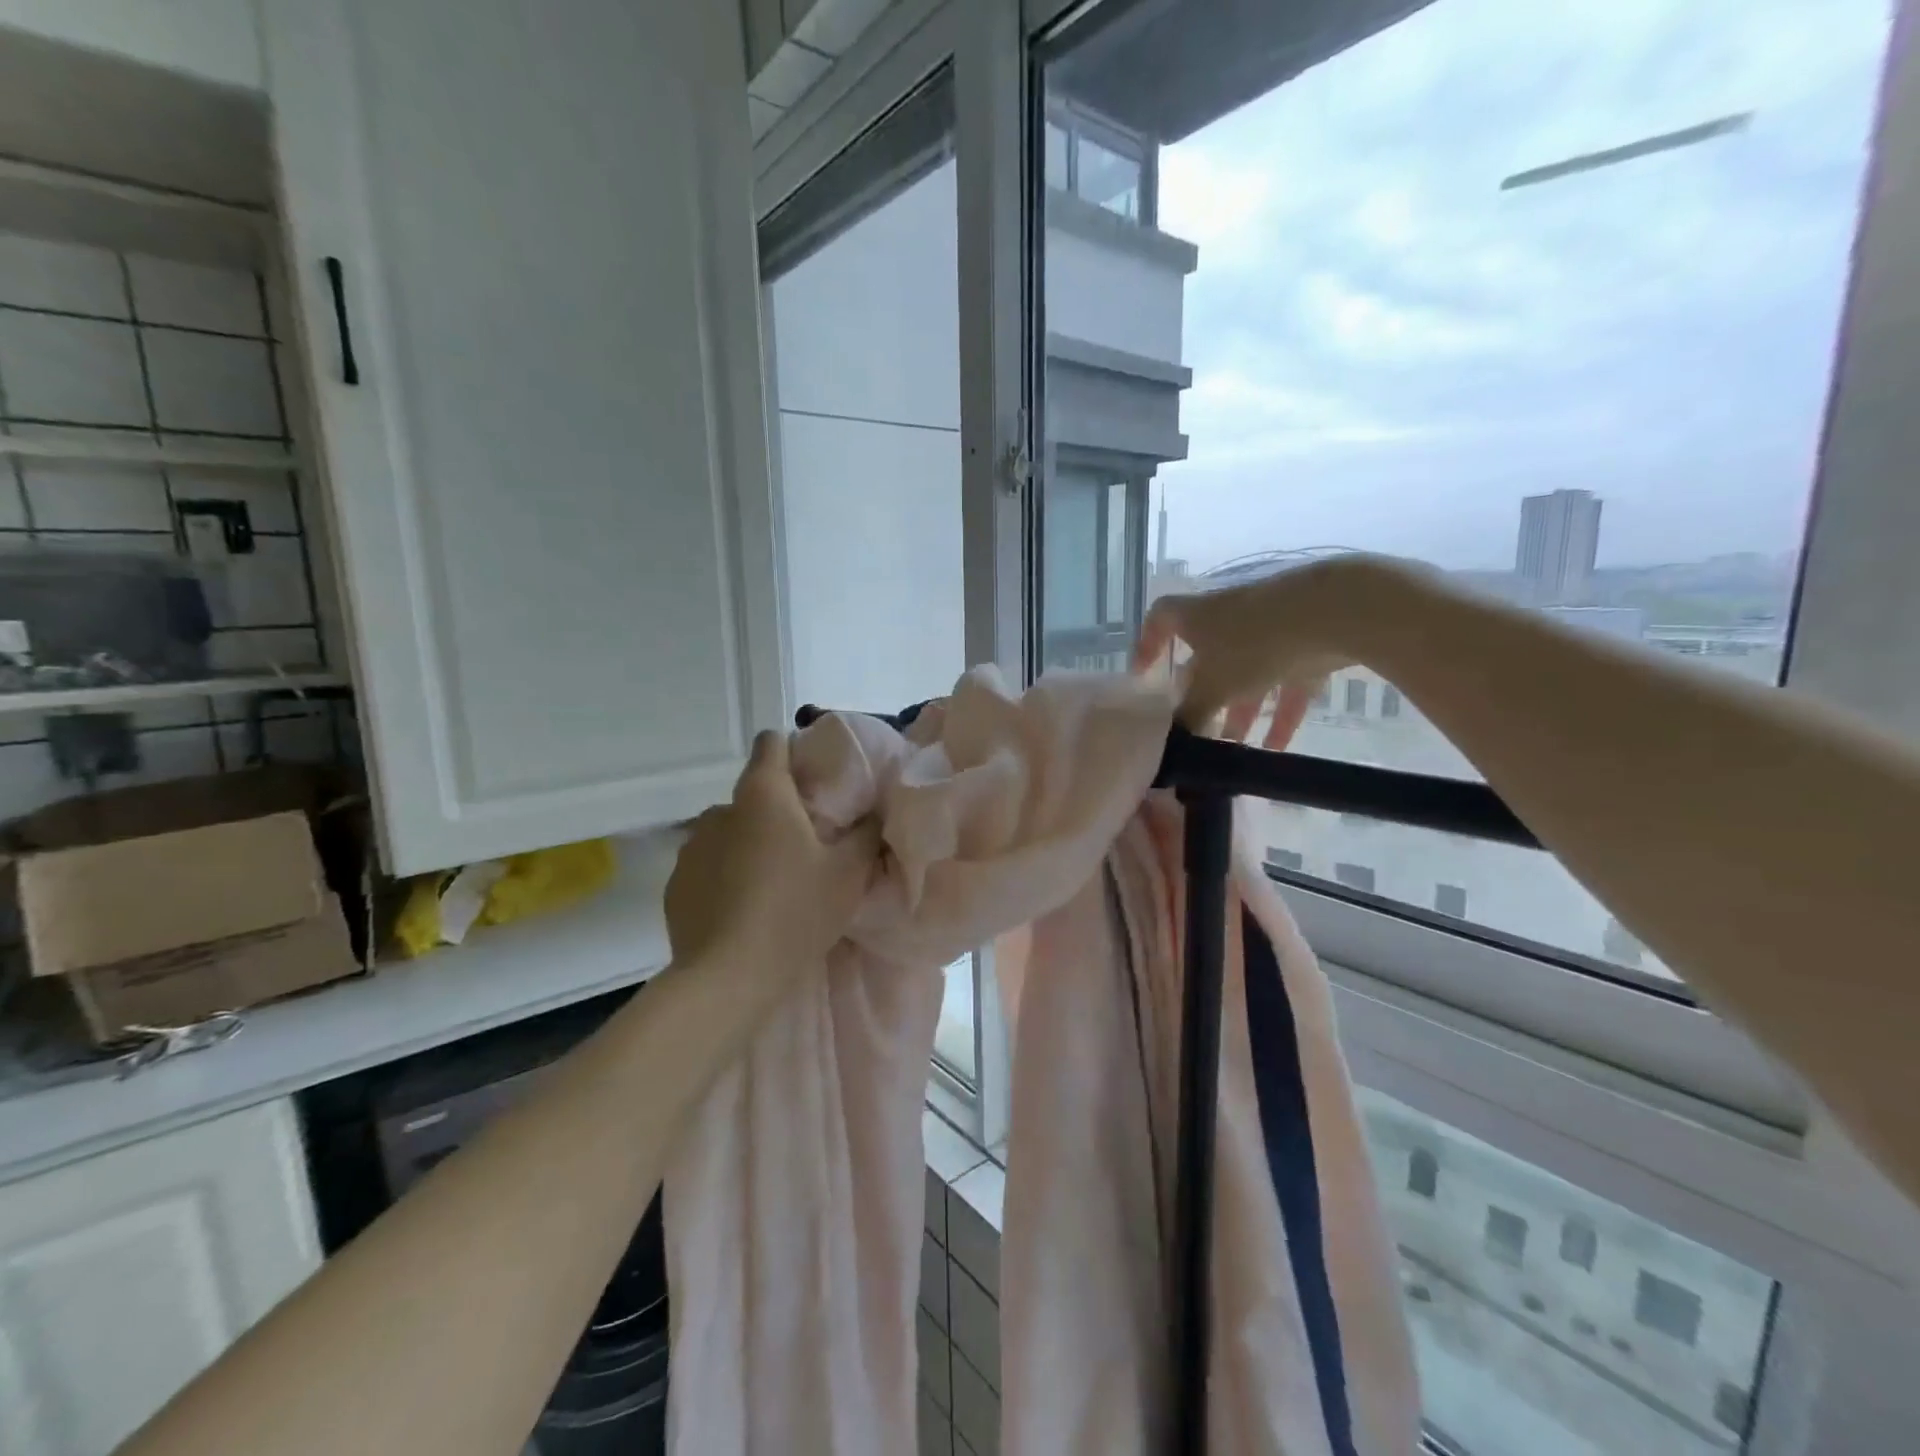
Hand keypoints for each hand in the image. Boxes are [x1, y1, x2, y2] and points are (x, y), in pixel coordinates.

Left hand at [666, 730, 882, 978]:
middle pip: (753, 794)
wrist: (728, 978)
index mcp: (763, 795)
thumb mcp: (849, 873)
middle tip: (806, 846)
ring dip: (749, 843)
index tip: (814, 781)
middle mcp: (720, 810)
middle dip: (778, 810)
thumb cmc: (796, 913)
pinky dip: (725, 875)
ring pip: (729, 832)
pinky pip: (708, 865)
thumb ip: (866, 833)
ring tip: (772, 882)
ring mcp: (691, 847)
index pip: (771, 744)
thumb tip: (872, 812)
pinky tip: (742, 909)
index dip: (793, 752)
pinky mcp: (675, 884)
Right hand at [1133, 554, 1421, 743]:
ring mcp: (1269, 626)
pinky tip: (1278, 749)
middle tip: (1195, 729)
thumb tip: (1170, 741)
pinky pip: (1287, 681)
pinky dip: (1281, 712)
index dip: (1147, 644)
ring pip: (1248, 673)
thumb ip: (1190, 715)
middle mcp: (1229, 615)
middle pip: (1206, 657)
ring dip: (1241, 710)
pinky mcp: (1306, 640)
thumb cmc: (1254, 643)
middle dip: (1201, 696)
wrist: (1333, 611)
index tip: (1144, 675)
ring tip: (1236, 749)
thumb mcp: (1214, 687)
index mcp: (1197, 616)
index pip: (1159, 619)